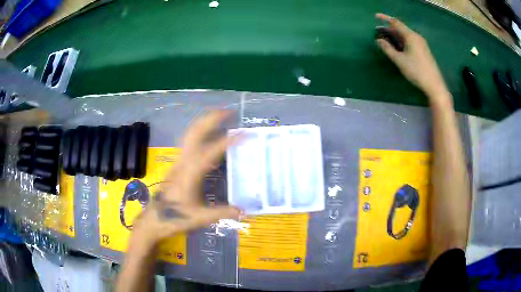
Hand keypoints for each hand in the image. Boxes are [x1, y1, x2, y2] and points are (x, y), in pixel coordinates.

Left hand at [133, 110, 241, 245]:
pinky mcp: (177, 164)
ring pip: (190, 134)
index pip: (210, 152)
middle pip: (195, 132)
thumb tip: (243, 211)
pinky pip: (189, 142)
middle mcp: (183, 162)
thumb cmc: (175, 218)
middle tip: (229, 111)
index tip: (243, 133)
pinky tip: (209, 136)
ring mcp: (178, 161)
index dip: (227, 141)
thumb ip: (222, 212)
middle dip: (211, 118)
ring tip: (220, 116)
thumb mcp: (200, 218)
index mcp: (190, 174)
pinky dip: (200, 132)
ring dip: (204, 122)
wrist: (153, 220)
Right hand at [375, 13, 449, 99]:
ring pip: (405, 35)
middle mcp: (416, 37)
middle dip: (389, 29)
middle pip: (400, 29)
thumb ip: (388, 49)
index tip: (376, 16)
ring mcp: (421, 44)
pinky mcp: (423, 50)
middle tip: (378, 31)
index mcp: (411, 36)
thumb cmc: (416, 71)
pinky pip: (410, 41)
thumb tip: (379, 40)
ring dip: (395, 35)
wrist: (434, 85)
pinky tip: (397, 46)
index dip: (385, 18)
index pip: (396, 23)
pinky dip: (401, 41)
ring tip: (385, 38)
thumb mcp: (399, 60)